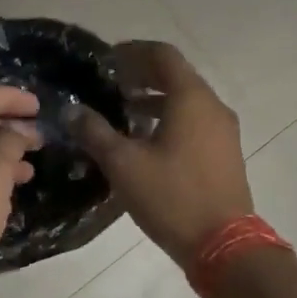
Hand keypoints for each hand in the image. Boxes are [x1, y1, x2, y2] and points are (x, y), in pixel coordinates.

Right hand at [76, 41, 253, 263]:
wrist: (224, 245)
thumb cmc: (172, 197)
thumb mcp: (124, 164)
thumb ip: (95, 132)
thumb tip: (72, 111)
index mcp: (191, 99)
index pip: (162, 55)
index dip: (132, 52)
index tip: (106, 60)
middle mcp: (212, 106)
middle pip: (176, 75)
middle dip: (142, 74)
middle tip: (110, 83)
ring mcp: (223, 130)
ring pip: (186, 100)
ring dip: (155, 98)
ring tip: (123, 110)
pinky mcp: (225, 152)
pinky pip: (195, 120)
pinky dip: (170, 117)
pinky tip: (146, 139)